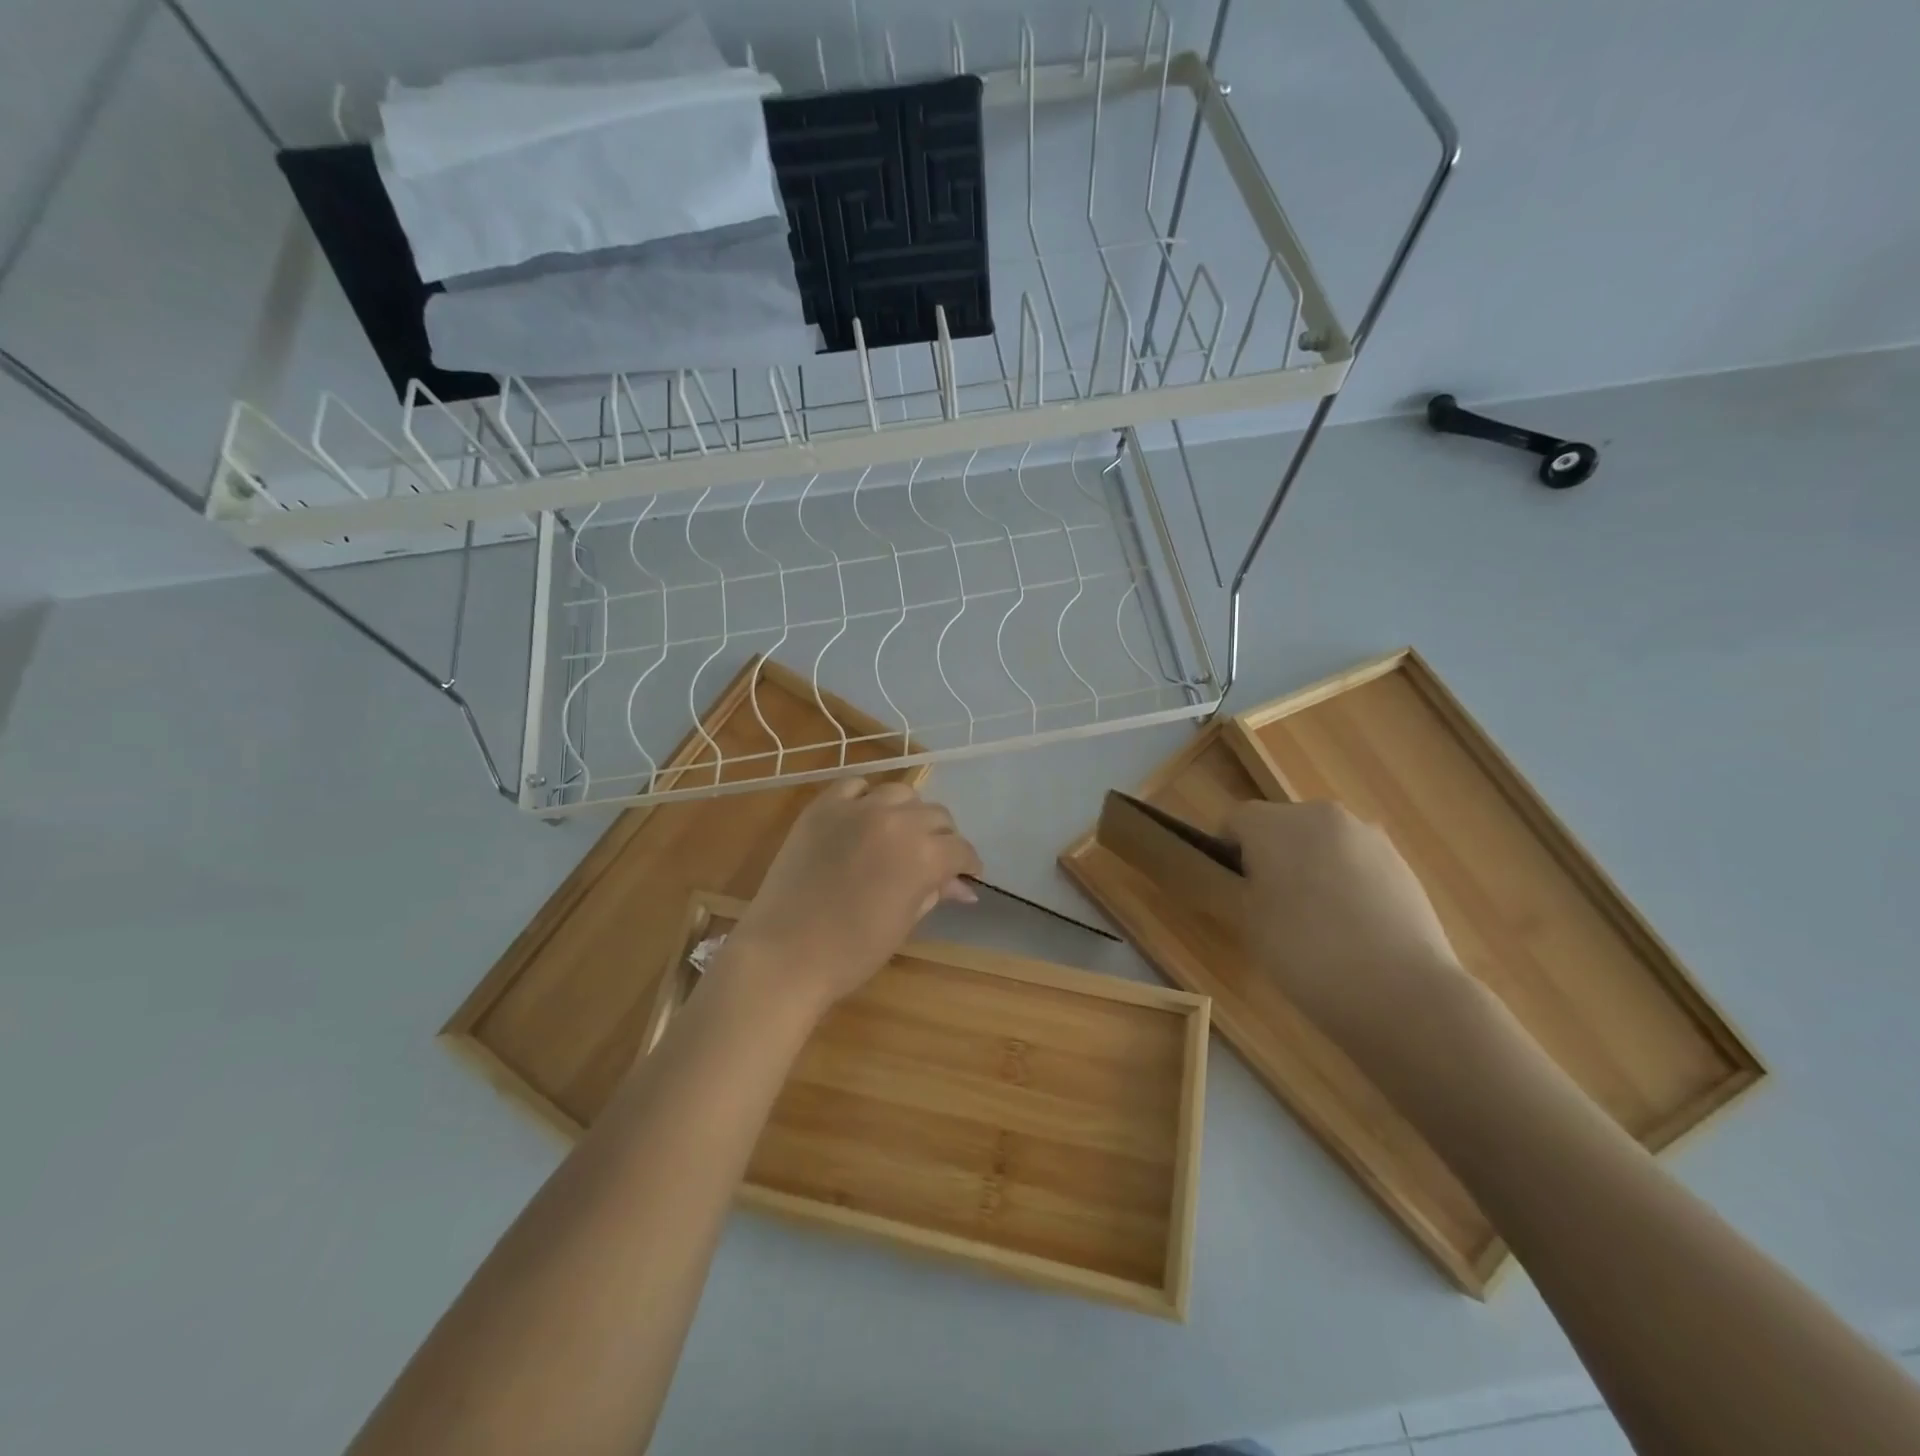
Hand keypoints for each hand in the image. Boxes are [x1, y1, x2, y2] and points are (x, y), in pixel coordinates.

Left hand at [721, 779, 982, 1015]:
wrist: (784, 954)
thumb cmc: (852, 952)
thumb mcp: (905, 922)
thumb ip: (935, 892)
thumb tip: (961, 885)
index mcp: (923, 855)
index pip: (960, 849)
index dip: (968, 864)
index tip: (966, 874)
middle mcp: (897, 821)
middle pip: (936, 815)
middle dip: (942, 838)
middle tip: (933, 859)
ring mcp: (857, 809)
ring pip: (901, 793)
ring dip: (908, 813)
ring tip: (900, 834)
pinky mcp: (823, 806)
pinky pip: (855, 786)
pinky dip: (866, 797)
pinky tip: (864, 817)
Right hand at [1228, 800, 1469, 1042]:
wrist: (1400, 990)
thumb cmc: (1305, 952)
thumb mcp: (1250, 922)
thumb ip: (1247, 886)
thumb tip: (1259, 876)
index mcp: (1274, 824)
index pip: (1236, 820)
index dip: (1228, 849)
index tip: (1234, 884)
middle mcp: (1321, 815)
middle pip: (1283, 825)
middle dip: (1274, 853)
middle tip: (1274, 902)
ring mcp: (1367, 836)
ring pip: (1324, 842)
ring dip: (1314, 865)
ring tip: (1320, 918)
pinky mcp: (1401, 862)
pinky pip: (1357, 862)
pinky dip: (1348, 881)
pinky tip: (1354, 926)